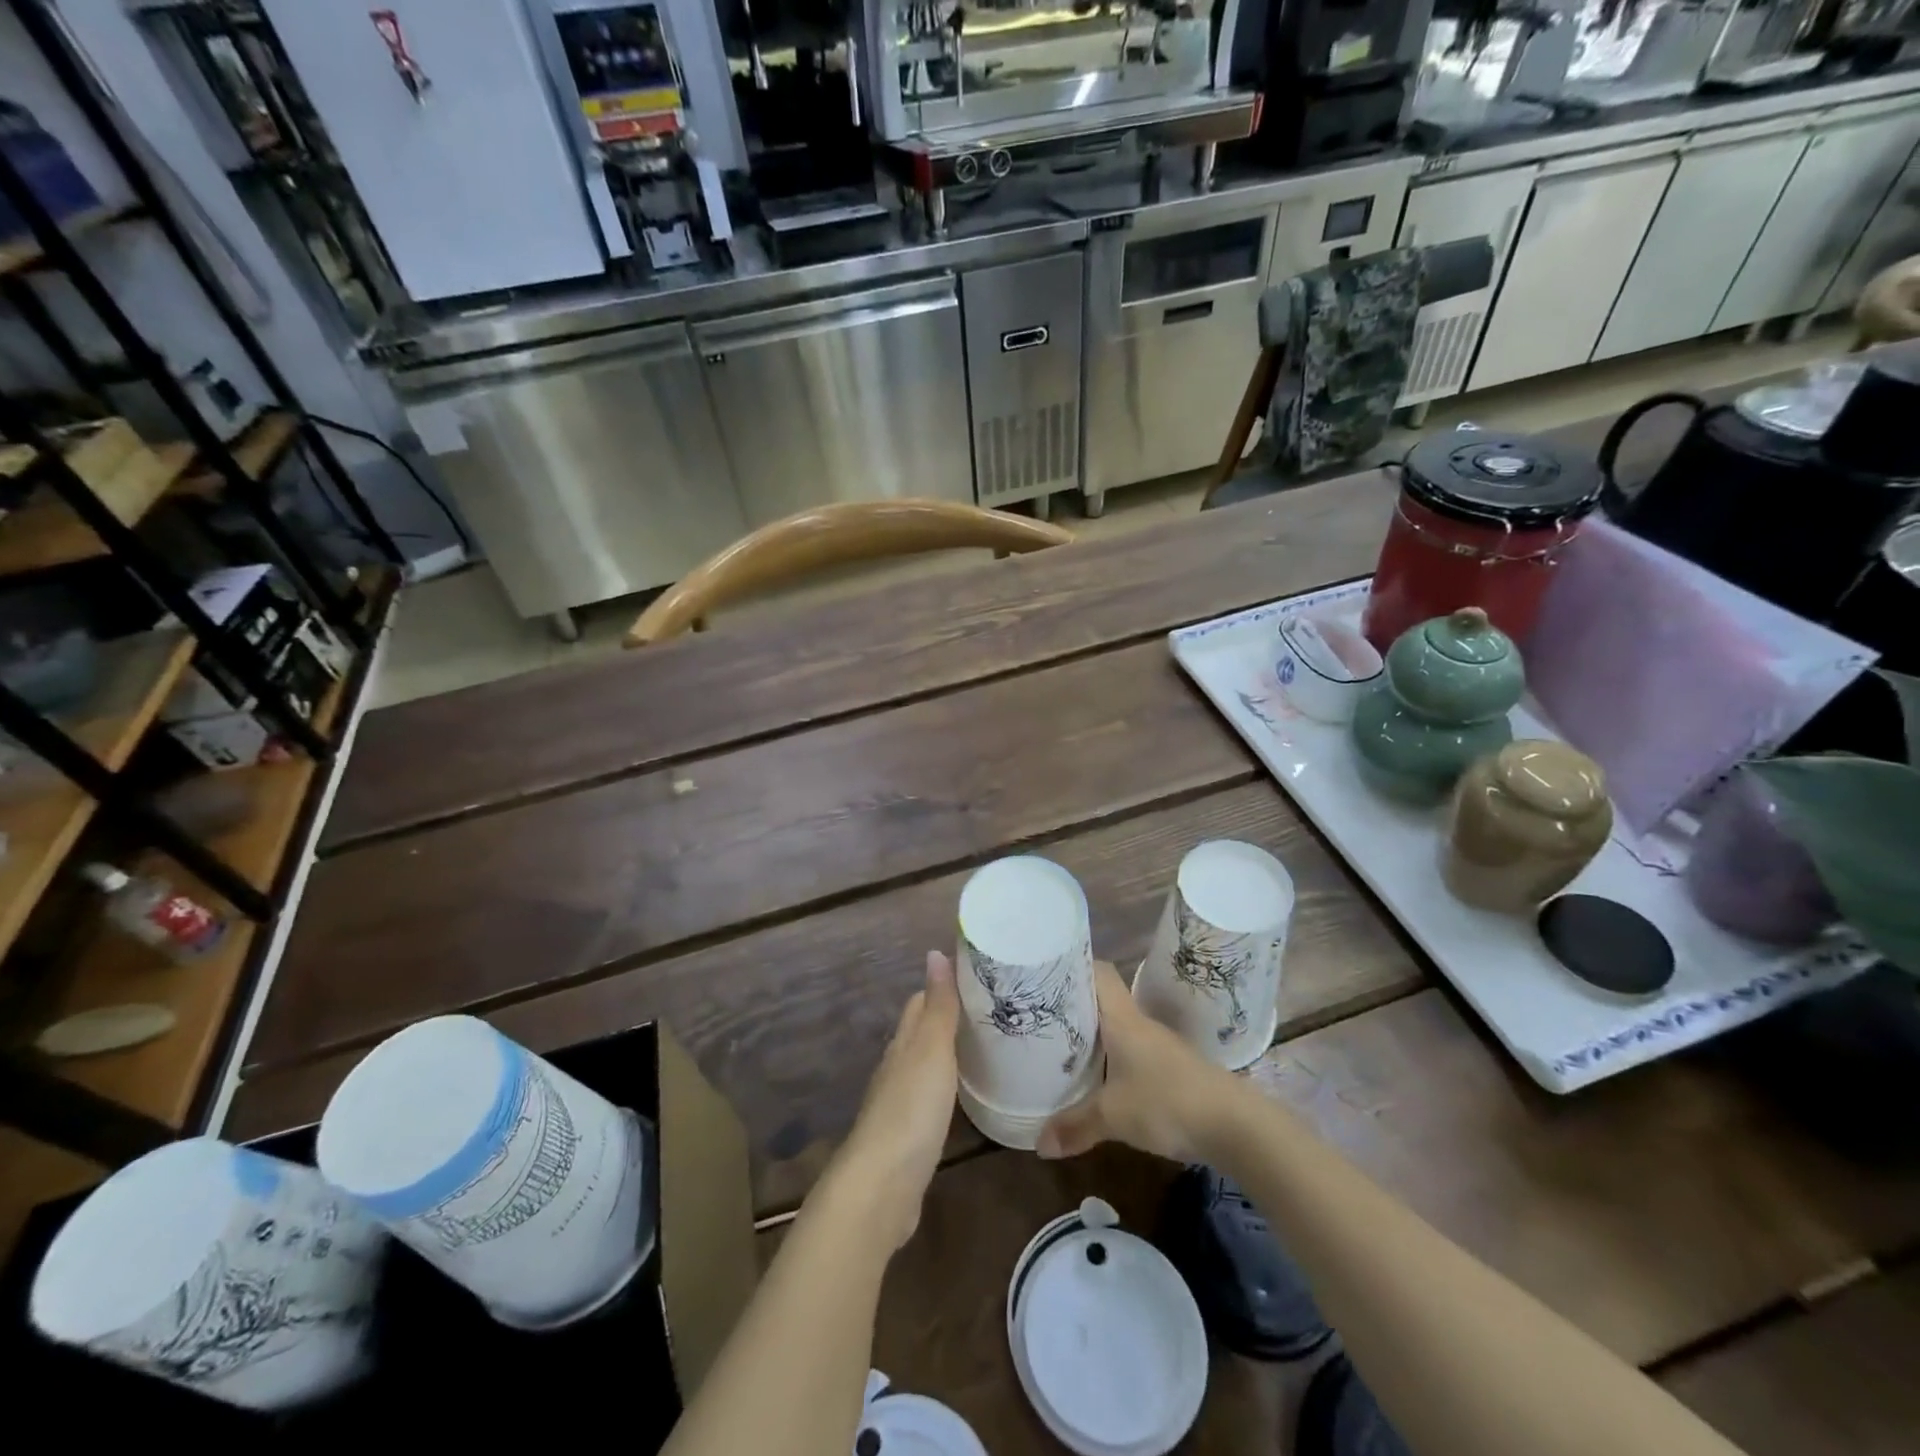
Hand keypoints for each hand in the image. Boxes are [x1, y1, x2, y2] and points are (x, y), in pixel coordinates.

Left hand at [822, 950, 959, 1250]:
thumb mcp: (931, 1050)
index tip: (977, 976)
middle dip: (949, 1018)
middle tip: (991, 1010)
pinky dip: (948, 1087)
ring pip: (926, 1066)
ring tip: (986, 1046)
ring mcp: (901, 1104)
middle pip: (922, 1033)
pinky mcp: (910, 1137)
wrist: (881, 1187)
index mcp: (903, 1044)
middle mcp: (898, 1068)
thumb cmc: (911, 1110)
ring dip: (949, 1053)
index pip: (920, 1003)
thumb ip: (938, 1006)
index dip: (944, 987)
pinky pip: (931, 1099)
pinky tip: (964, 1094)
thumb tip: (935, 952)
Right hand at [1038, 961, 1240, 1163]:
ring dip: (1094, 1036)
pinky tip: (1099, 1081)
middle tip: (1040, 1017)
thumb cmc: (1167, 1102)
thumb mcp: (1113, 1116)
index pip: (1098, 971)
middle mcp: (1139, 1023)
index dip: (1073, 967)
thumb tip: (1038, 1144)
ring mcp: (1158, 1046)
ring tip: (1061, 1048)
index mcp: (1122, 1018)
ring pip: (1117, 1028)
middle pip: (1103, 1000)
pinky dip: (1113, 1061)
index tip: (1044, 976)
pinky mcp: (1171, 1070)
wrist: (1235, 1125)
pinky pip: (1132, 1053)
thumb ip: (1074, 1126)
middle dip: (1074, 1006)